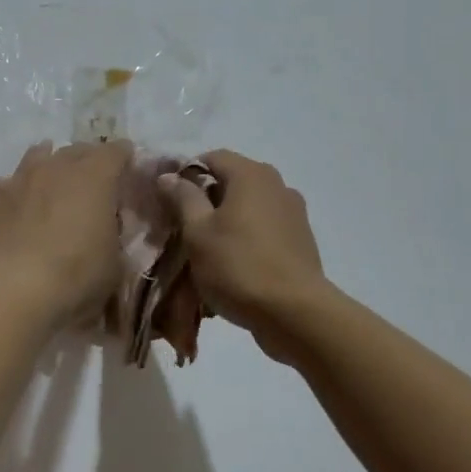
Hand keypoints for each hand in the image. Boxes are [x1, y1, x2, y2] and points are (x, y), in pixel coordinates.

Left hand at [0, 141, 130, 328]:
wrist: (4, 289)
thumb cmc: (72, 278)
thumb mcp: (113, 268)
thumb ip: (113, 242)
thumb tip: (106, 234)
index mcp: (94, 178)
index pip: (115, 152)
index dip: (123, 157)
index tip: (128, 165)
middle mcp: (55, 169)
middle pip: (75, 151)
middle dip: (86, 160)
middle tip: (92, 180)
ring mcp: (17, 180)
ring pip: (36, 158)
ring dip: (47, 166)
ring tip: (51, 182)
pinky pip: (7, 187)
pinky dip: (17, 194)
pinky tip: (15, 211)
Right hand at [158, 149, 327, 354]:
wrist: (295, 314)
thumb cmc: (238, 266)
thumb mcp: (198, 232)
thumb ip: (183, 198)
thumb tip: (170, 176)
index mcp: (251, 175)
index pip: (211, 157)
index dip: (186, 174)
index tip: (169, 201)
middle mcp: (277, 185)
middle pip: (232, 181)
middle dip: (206, 200)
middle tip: (184, 227)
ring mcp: (293, 213)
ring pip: (249, 207)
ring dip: (227, 221)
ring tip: (208, 251)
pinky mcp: (301, 241)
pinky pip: (265, 229)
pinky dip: (247, 239)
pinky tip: (234, 265)